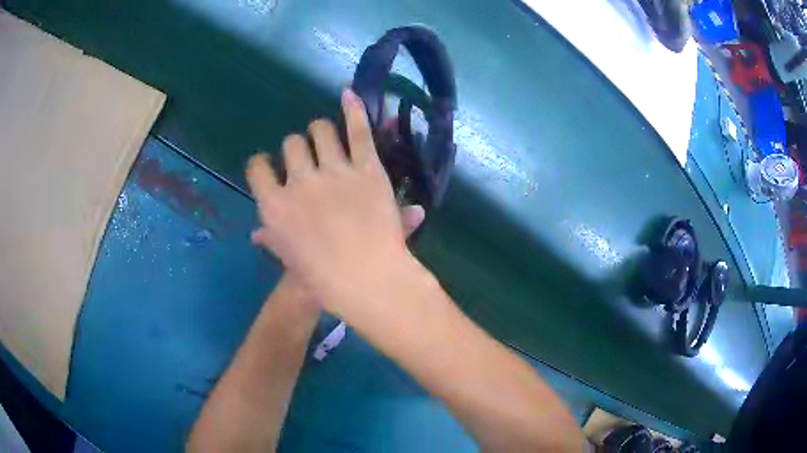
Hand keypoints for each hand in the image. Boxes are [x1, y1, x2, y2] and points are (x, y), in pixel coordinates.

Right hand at [246, 90, 421, 315]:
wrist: (368, 281)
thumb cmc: (325, 280)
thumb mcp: (291, 261)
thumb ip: (272, 241)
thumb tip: (255, 235)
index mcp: (275, 205)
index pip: (257, 167)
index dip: (263, 164)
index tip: (269, 167)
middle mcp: (299, 181)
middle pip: (290, 144)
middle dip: (296, 148)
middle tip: (308, 158)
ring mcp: (334, 171)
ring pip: (320, 131)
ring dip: (320, 131)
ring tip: (326, 137)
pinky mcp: (367, 168)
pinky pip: (358, 130)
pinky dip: (354, 109)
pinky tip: (349, 95)